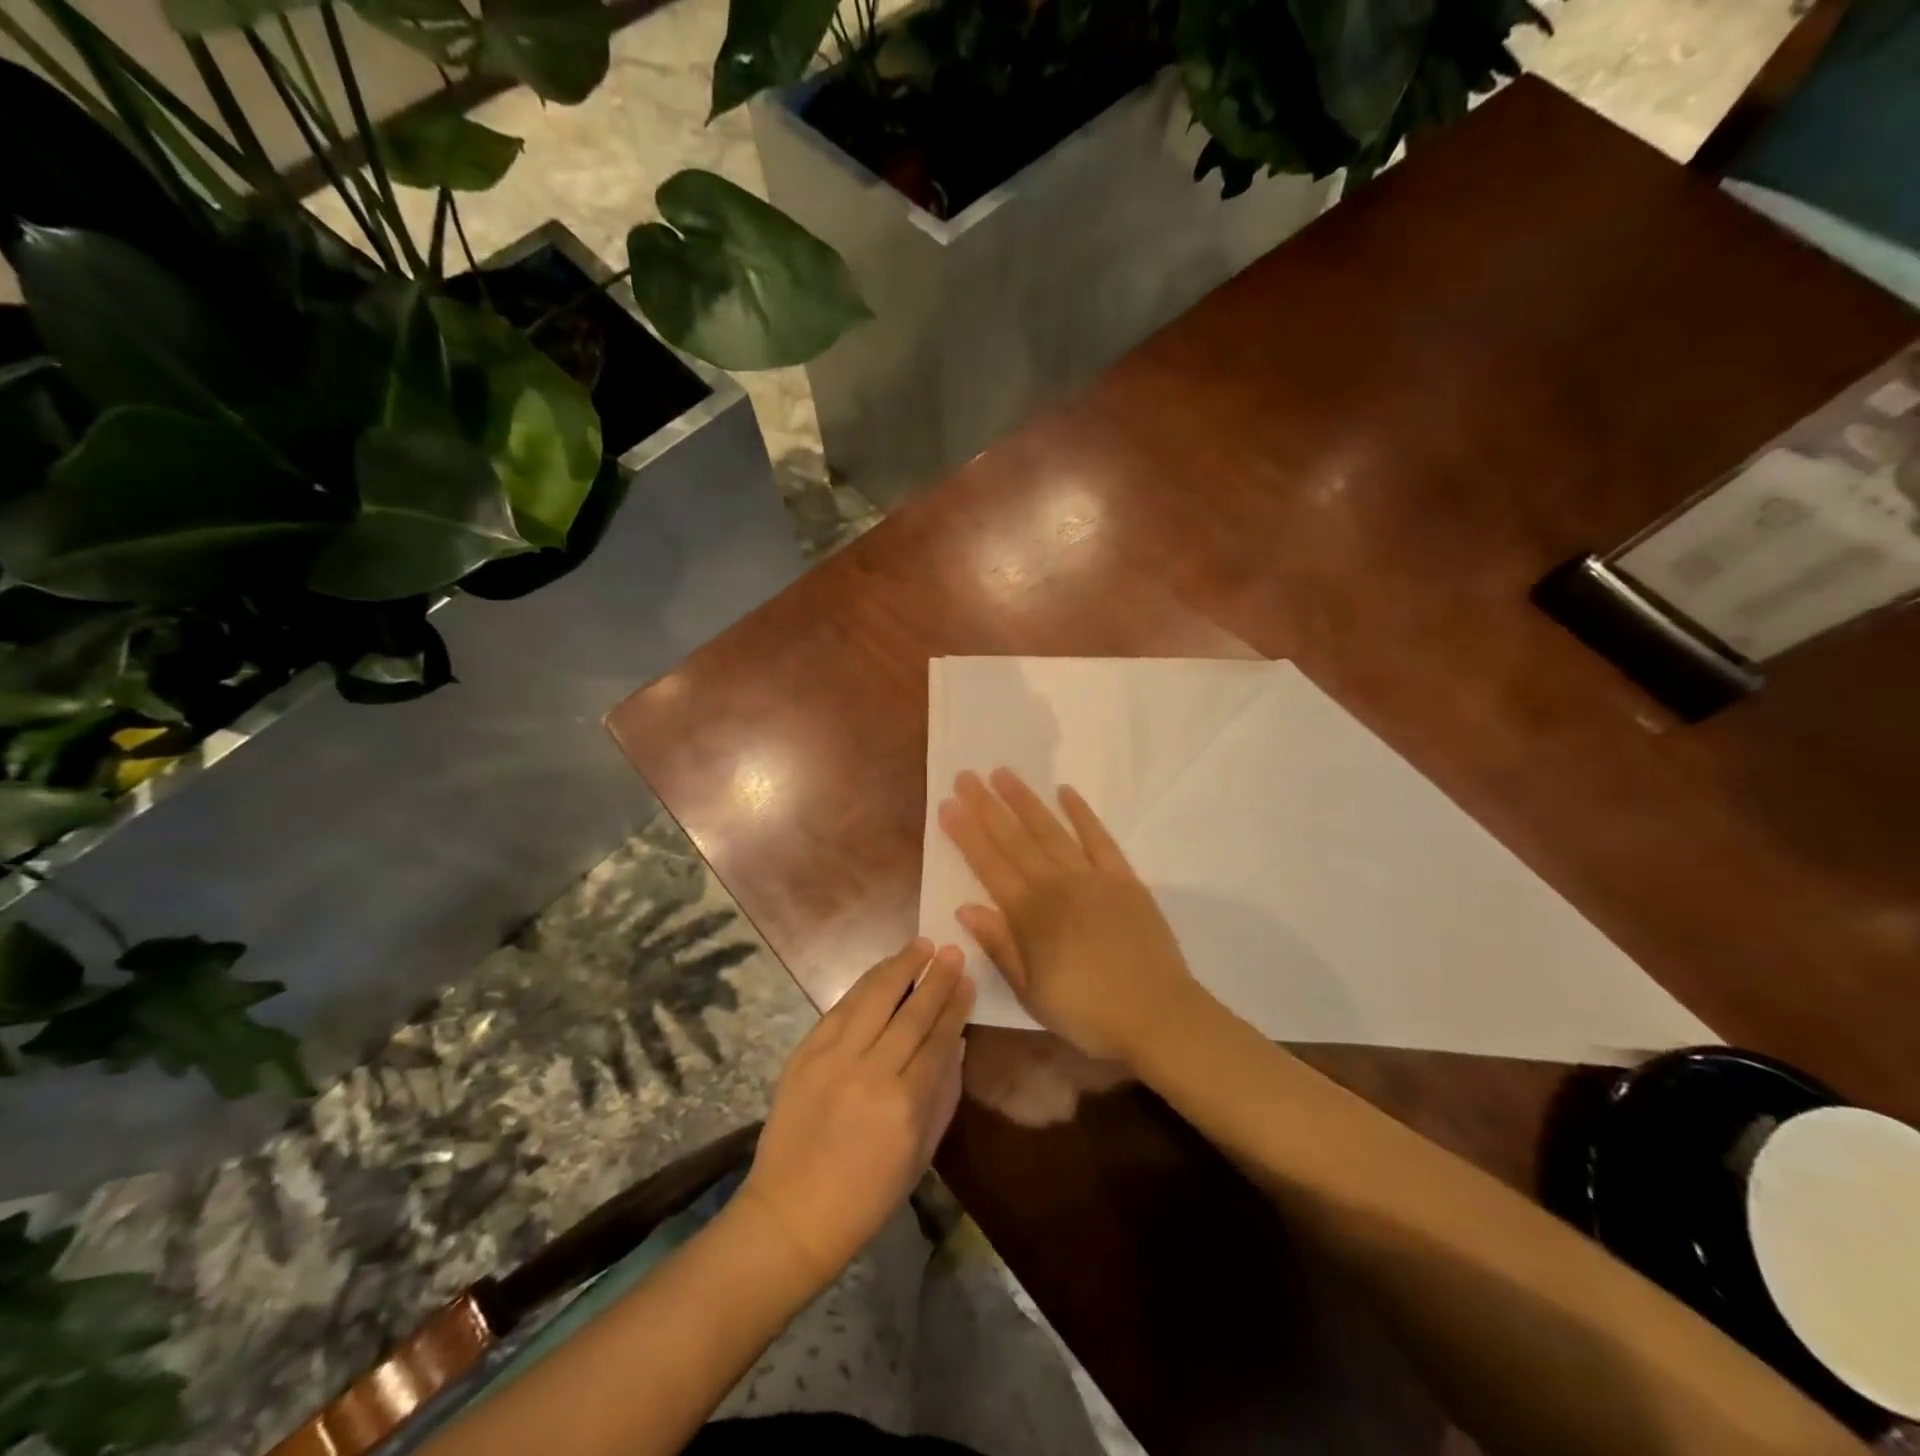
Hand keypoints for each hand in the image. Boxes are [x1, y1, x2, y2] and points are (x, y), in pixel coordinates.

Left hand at [740, 938, 972, 1285]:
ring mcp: (833, 1059)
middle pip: (911, 1013)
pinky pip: (840, 1009)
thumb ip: (943, 1095)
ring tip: (920, 945)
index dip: (955, 1005)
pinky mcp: (805, 1054)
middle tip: (952, 950)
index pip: (938, 1039)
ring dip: (899, 968)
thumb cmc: (868, 1195)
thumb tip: (956, 1043)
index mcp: (906, 1105)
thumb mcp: (921, 1154)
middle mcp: (871, 1073)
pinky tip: (881, 970)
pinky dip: (864, 985)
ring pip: (874, 999)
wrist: (792, 1213)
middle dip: (935, 978)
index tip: (967, 978)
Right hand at [938, 768, 1200, 1064]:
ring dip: (1025, 801)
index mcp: (1030, 915)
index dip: (967, 834)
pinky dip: (1082, 813)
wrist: (1157, 1015)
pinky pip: (1099, 838)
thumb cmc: (1087, 1012)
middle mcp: (1057, 886)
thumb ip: (999, 946)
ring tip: (1003, 774)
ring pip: (1051, 831)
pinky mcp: (1124, 878)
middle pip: (1015, 839)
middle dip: (987, 806)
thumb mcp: (1031, 992)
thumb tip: (966, 908)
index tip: (948, 805)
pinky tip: (1065, 791)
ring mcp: (1092, 878)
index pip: (989, 865)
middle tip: (966, 777)